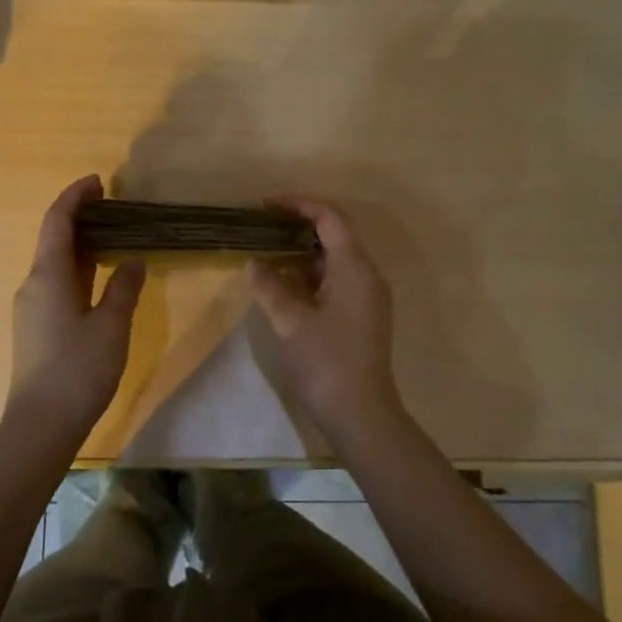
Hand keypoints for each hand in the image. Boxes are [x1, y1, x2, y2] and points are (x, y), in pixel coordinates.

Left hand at [8, 176, 145, 431]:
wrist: (41, 424)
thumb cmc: (78, 370)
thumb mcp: (111, 326)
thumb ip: (123, 288)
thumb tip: (133, 260)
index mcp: (47, 275)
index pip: (57, 221)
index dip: (75, 196)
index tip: (99, 182)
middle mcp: (33, 284)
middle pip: (53, 238)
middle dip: (80, 217)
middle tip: (114, 207)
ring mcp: (31, 307)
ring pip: (55, 262)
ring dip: (80, 243)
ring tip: (113, 235)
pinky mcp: (36, 326)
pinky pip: (56, 282)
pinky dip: (78, 268)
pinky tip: (100, 276)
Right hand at [247, 198, 406, 438]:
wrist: (360, 415)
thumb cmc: (325, 362)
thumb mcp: (289, 321)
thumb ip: (270, 286)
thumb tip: (254, 263)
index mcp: (355, 268)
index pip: (330, 218)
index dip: (299, 205)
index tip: (266, 205)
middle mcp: (367, 276)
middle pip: (335, 236)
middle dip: (298, 228)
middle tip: (262, 228)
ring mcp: (367, 298)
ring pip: (334, 261)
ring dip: (302, 254)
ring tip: (267, 254)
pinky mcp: (362, 318)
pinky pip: (336, 282)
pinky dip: (310, 276)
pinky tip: (284, 286)